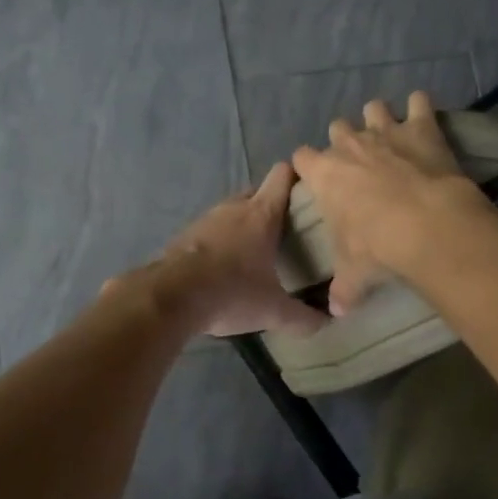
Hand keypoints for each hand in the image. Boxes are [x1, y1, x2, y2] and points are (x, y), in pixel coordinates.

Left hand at [155, 163, 328, 337]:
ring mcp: (206, 219)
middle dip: (272, 206)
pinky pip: (211, 230)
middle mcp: (233, 208)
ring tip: (257, 250)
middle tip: (288, 230)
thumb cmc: (231, 293)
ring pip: (232, 211)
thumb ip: (303, 317)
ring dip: (244, 224)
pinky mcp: (185, 235)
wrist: (170, 298)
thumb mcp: (273, 311)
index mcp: (261, 214)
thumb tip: (327, 322)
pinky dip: (221, 241)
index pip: (282, 176)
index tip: (310, 192)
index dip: (297, 177)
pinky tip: (224, 266)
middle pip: (258, 193)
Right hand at [291, 91, 490, 316]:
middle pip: (338, 127)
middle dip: (345, 140)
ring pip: (374, 108)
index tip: (315, 176)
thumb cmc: (376, 246)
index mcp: (324, 174)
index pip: (302, 157)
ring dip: (379, 118)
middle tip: (358, 161)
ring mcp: (386, 131)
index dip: (308, 165)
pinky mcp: (421, 127)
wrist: (424, 224)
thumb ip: (343, 290)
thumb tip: (336, 313)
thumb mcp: (354, 272)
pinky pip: (419, 103)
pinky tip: (424, 115)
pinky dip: (421, 107)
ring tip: (390, 134)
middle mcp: (350, 145)